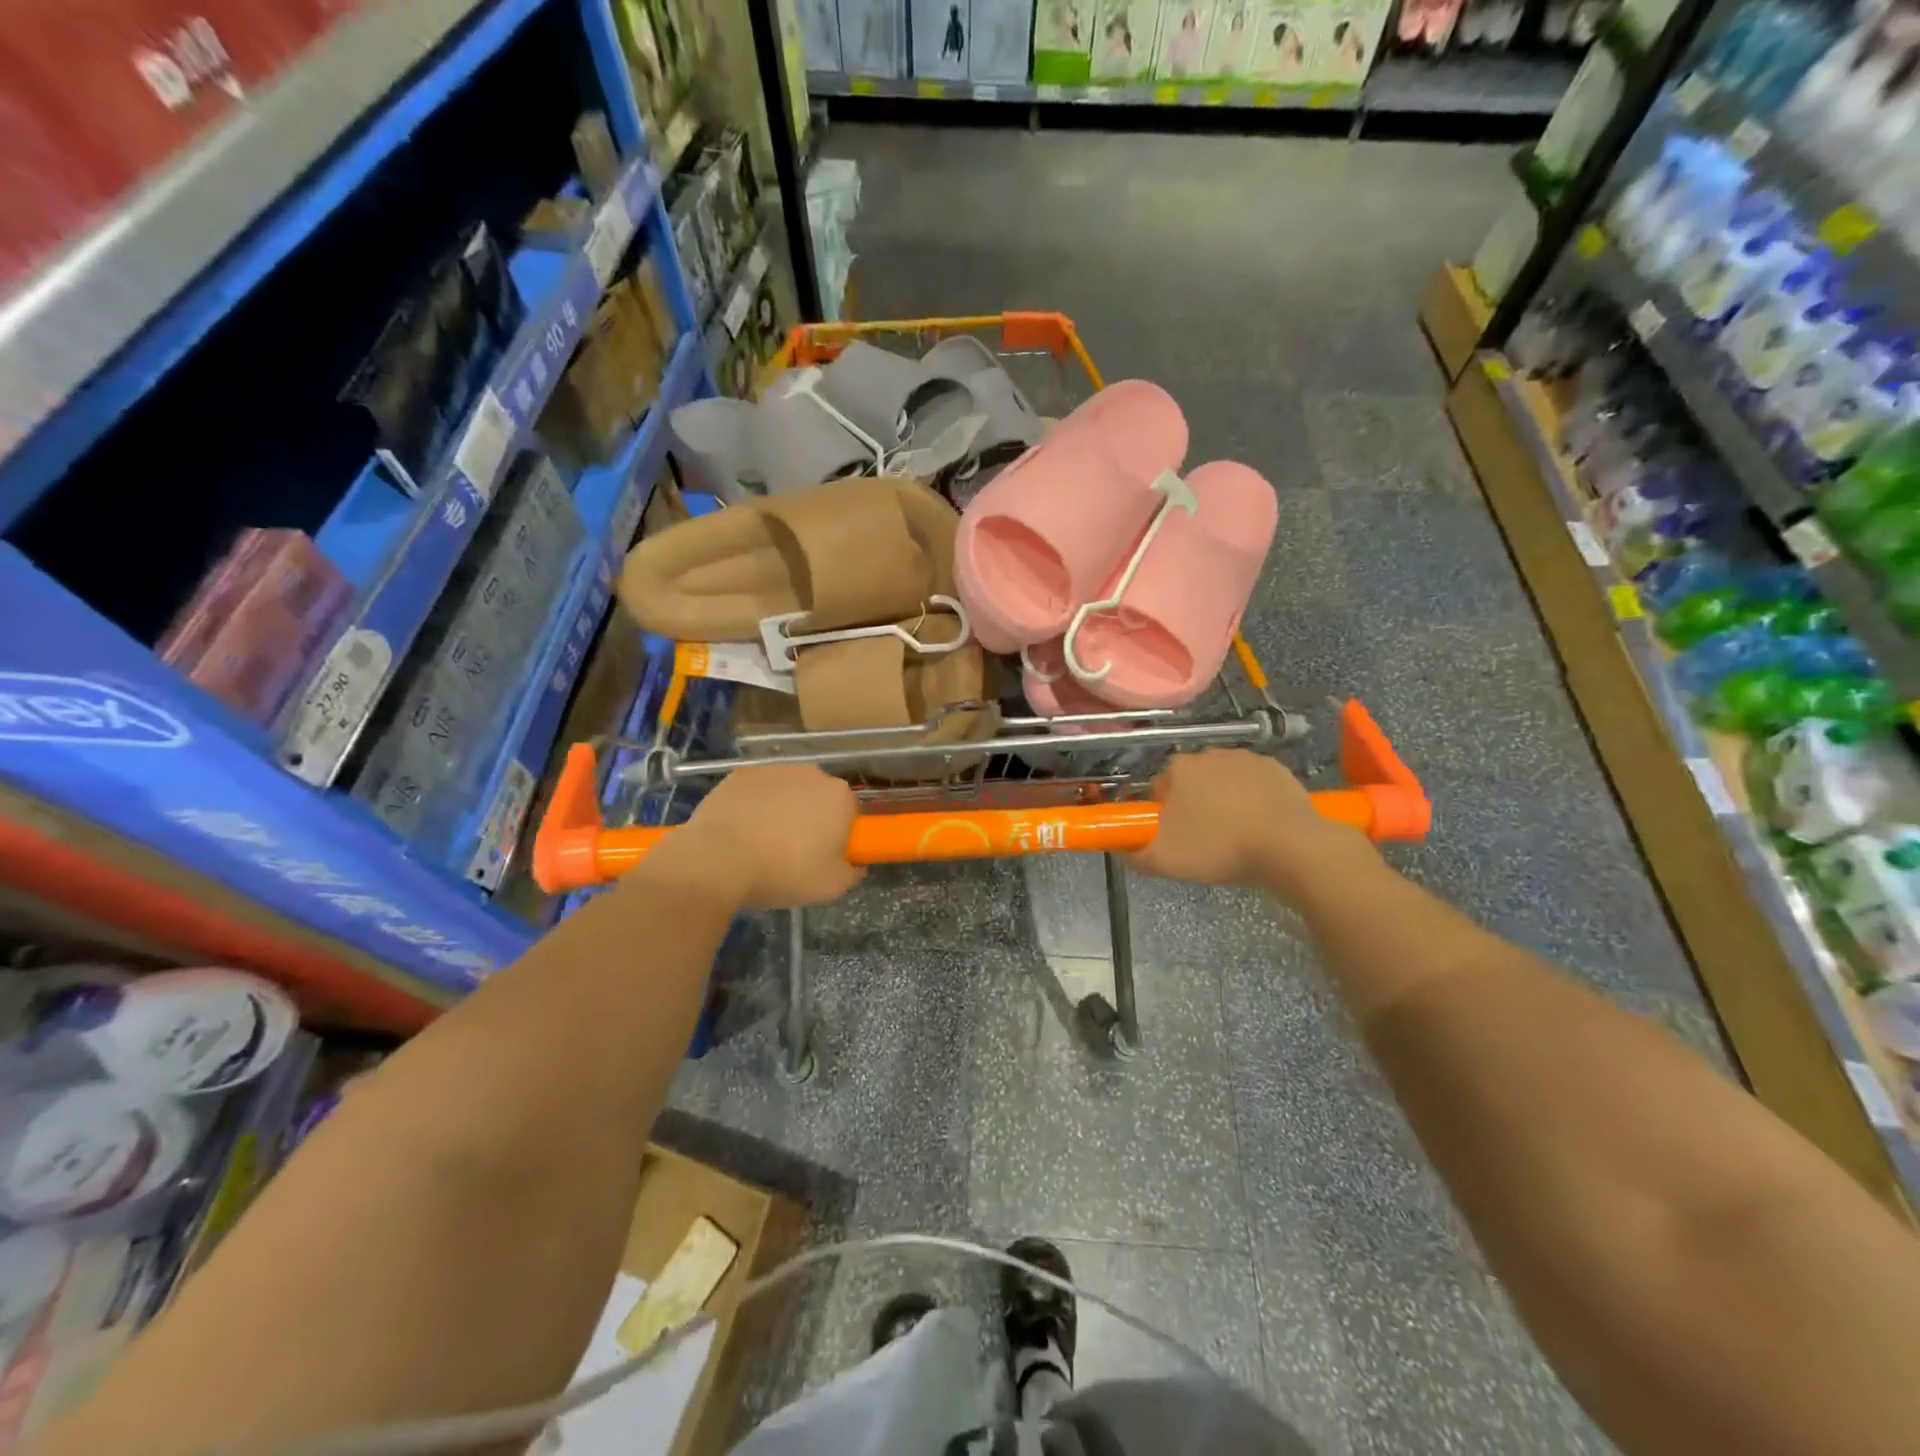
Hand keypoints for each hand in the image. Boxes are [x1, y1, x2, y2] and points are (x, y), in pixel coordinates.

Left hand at [666, 764, 865, 908]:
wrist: (719, 860)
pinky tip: (741, 831)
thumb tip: (855, 863)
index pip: (850, 813)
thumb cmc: (784, 872)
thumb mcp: (832, 886)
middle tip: (795, 853)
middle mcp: (812, 774)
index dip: (840, 836)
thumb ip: (853, 871)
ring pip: (788, 791)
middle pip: (819, 798)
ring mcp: (774, 770)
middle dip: (812, 819)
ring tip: (763, 844)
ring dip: (783, 810)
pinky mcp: (741, 774)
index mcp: (840, 797)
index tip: (825, 856)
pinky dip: (754, 806)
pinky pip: (757, 791)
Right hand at [1128, 749, 1372, 901]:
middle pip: (1191, 782)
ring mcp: (1246, 759)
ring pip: (1223, 782)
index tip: (1175, 837)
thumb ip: (1132, 854)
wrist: (1290, 848)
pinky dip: (1254, 801)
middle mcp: (1209, 754)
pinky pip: (1255, 785)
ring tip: (1235, 837)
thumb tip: (1119, 848)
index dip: (1163, 814)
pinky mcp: (1277, 769)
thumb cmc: (1219, 849)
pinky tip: (1261, 827)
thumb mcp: (1163, 861)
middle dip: (1194, 806)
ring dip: (1224, 802)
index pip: (1159, 788)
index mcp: (1178, 768)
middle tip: (1204, 841)